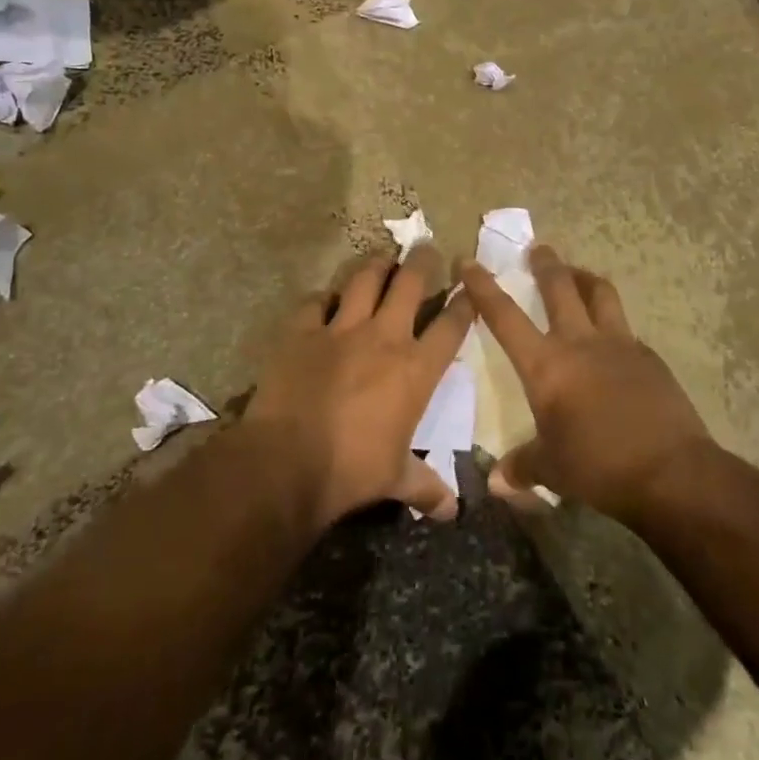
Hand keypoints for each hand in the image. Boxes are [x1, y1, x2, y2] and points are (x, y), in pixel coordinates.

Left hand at [247, 245, 475, 526]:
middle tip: (427, 246)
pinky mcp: (302, 331)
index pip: (450, 326)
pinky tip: (325, 298)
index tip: (469, 290)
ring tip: (383, 255)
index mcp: (416, 369)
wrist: (289, 461)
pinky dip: (323, 298)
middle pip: (410, 284)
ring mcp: (340, 329)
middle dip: (423, 261)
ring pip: (364, 280)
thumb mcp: (395, 479)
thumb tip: (452, 512)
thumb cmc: (352, 470)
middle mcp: (384, 337)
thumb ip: (425, 487)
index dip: (464, 304)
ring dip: (377, 264)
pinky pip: (315, 302)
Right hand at [459, 245, 712, 523]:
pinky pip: (625, 328)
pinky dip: (612, 323)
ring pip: (600, 293)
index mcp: (546, 365)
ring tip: (577, 274)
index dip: (483, 287)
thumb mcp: (552, 469)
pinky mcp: (649, 357)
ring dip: (584, 278)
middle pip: (560, 286)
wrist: (672, 472)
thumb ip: (522, 466)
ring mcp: (619, 344)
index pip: (504, 316)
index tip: (468, 261)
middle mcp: (579, 342)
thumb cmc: (599, 467)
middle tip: (538, 249)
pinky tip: (612, 340)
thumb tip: (495, 482)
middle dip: (546, 263)